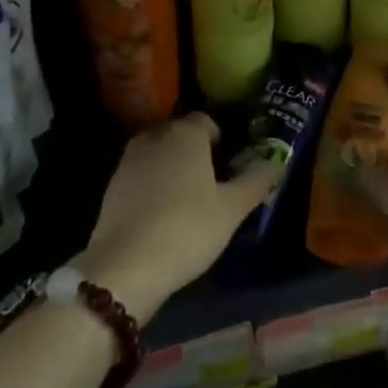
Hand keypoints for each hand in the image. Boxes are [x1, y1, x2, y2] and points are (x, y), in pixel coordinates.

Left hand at [76, 114, 278, 320]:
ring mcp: (128, 160)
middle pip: (179, 135)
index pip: (206, 121)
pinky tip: (160, 214)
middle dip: (194, 152)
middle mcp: (155, 136)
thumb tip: (276, 162)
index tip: (229, 165)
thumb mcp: (232, 209)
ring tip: (186, 199)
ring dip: (171, 168)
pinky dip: (151, 185)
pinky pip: (140, 175)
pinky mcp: (111, 186)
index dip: (220, 140)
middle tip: (211, 183)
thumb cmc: (188, 228)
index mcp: (186, 133)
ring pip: (158, 154)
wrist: (126, 266)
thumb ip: (256, 180)